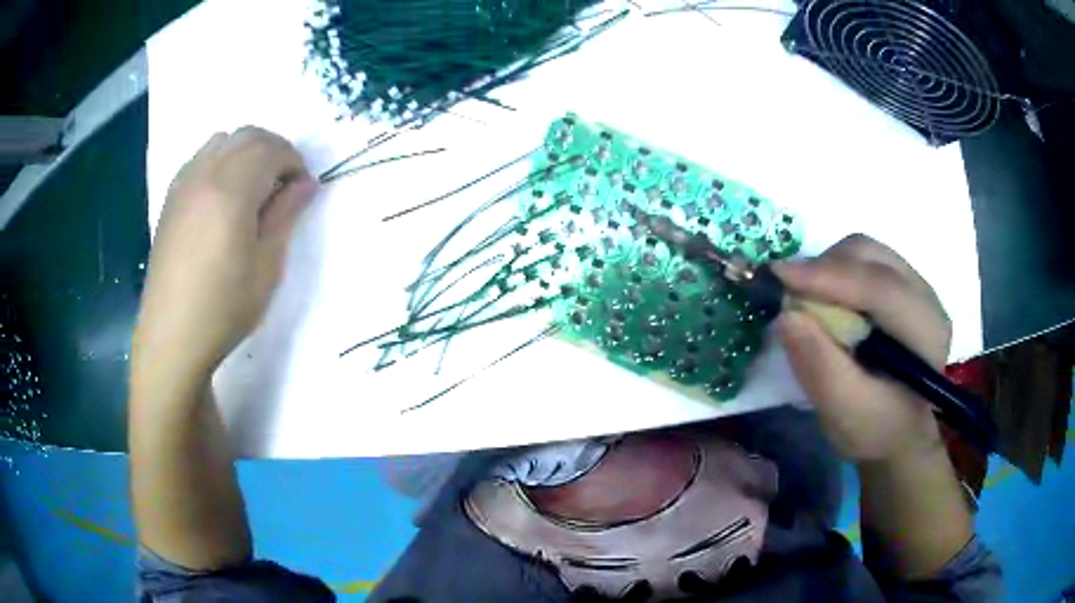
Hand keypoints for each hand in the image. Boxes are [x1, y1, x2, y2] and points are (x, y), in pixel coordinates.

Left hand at [133, 127, 316, 385]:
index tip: (303, 190)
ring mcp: (184, 184)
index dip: (295, 162)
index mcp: (232, 190)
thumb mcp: (267, 266)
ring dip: (245, 152)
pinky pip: (201, 159)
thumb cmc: (224, 308)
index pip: (272, 149)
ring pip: (222, 141)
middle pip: (247, 135)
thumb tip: (306, 184)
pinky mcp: (171, 198)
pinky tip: (222, 197)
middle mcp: (205, 174)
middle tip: (283, 186)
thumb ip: (285, 215)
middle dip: (273, 150)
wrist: (171, 336)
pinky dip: (221, 162)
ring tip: (252, 189)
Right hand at [773, 234, 950, 463]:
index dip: (829, 276)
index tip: (777, 276)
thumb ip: (820, 367)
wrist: (897, 434)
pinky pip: (863, 259)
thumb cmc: (875, 430)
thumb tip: (787, 316)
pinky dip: (835, 271)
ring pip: (865, 251)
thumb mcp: (845, 411)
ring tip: (806, 300)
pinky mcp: (900, 284)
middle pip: (871, 257)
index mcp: (925, 331)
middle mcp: (925, 296)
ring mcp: (915, 285)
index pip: (879, 286)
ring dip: (828, 268)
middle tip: (789, 295)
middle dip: (825, 269)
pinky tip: (826, 299)